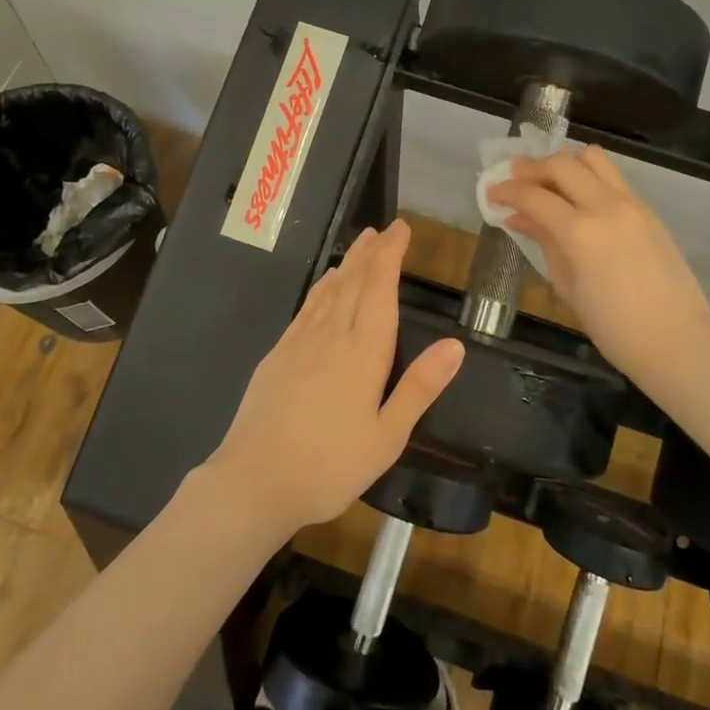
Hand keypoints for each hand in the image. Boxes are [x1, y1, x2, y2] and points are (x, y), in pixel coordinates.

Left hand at [204, 220, 463, 535]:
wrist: (254, 480)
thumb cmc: (330, 465)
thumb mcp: (387, 436)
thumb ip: (419, 387)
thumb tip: (455, 345)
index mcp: (364, 351)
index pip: (380, 288)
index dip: (391, 255)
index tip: (401, 229)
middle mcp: (332, 335)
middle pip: (355, 281)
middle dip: (372, 252)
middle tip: (385, 229)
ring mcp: (300, 342)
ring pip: (330, 290)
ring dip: (349, 263)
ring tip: (361, 244)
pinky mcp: (278, 354)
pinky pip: (306, 308)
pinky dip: (322, 288)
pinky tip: (326, 285)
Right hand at [486, 147, 709, 379]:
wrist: (676, 340)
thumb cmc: (613, 327)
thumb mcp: (567, 285)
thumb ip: (544, 243)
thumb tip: (518, 217)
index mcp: (579, 231)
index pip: (533, 195)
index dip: (506, 190)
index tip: (491, 193)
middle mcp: (605, 205)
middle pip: (561, 164)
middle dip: (532, 168)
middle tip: (514, 178)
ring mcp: (631, 203)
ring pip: (592, 159)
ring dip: (565, 164)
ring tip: (550, 182)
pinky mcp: (647, 209)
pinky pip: (612, 178)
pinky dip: (589, 178)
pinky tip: (579, 200)